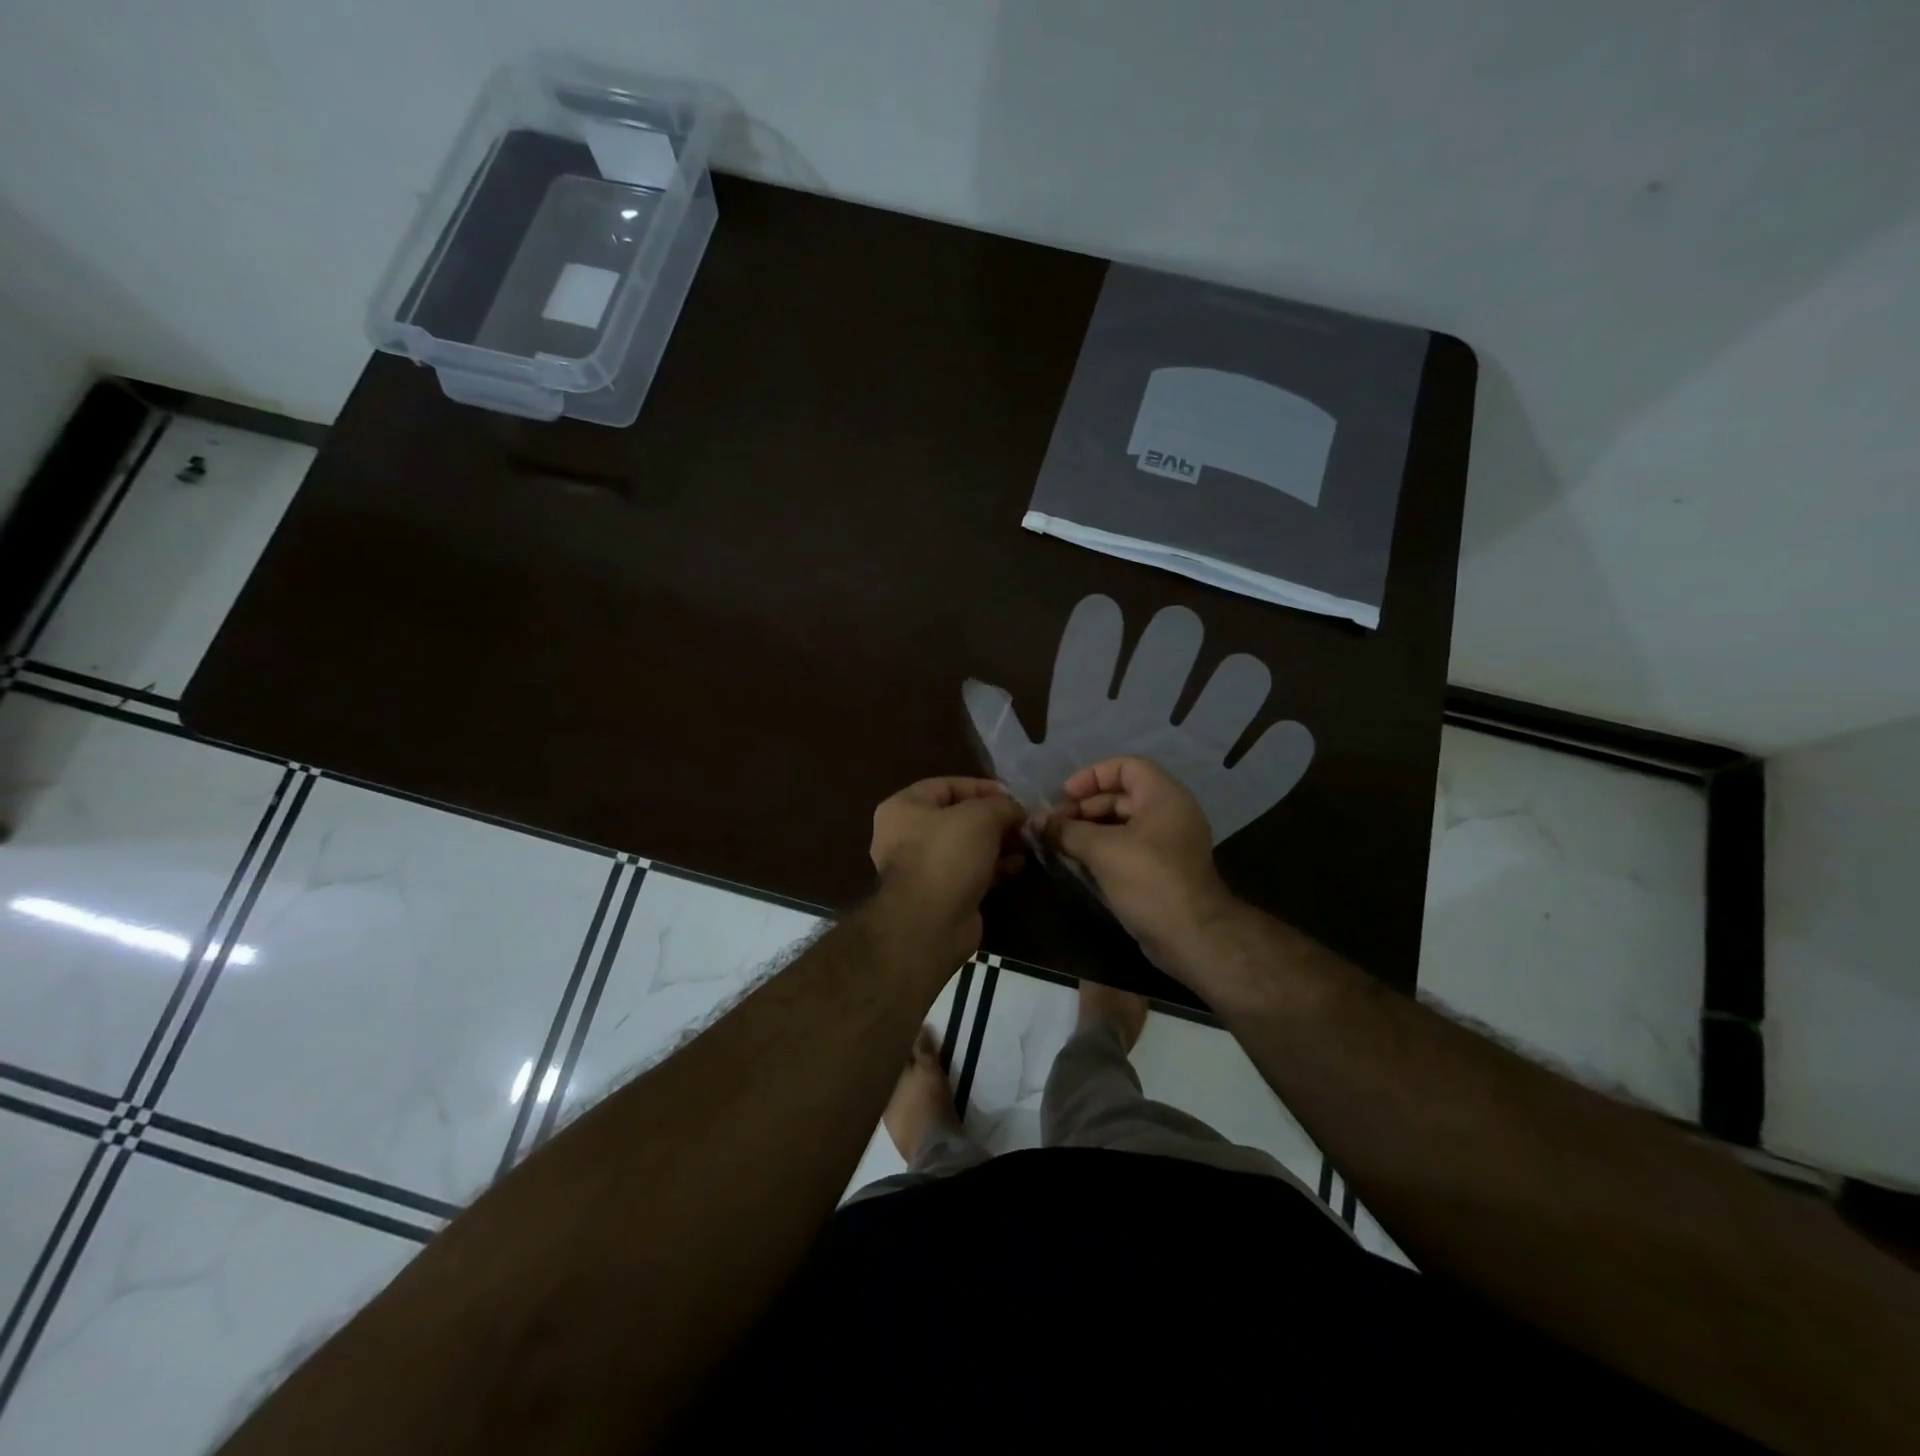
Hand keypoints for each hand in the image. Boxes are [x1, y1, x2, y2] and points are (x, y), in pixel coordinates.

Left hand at [871, 777, 1026, 958]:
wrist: (931, 923)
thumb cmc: (947, 855)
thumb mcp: (980, 817)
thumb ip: (1001, 805)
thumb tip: (1017, 809)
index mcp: (904, 808)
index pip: (946, 785)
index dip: (981, 787)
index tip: (1013, 795)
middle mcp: (907, 835)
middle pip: (958, 817)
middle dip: (994, 817)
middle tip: (1023, 820)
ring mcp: (924, 867)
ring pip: (966, 846)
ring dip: (998, 842)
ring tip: (1027, 841)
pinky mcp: (942, 893)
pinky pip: (971, 871)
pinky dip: (994, 866)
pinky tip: (1020, 864)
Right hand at [1040, 757, 1235, 976]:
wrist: (1191, 936)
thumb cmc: (1148, 879)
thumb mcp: (1102, 849)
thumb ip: (1066, 831)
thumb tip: (1034, 821)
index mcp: (1163, 796)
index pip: (1125, 766)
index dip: (1092, 776)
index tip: (1064, 796)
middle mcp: (1169, 813)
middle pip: (1121, 795)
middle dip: (1084, 806)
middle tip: (1053, 825)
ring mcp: (1167, 843)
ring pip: (1122, 824)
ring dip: (1088, 830)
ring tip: (1058, 843)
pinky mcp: (1161, 870)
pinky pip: (1127, 847)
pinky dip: (1102, 849)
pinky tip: (1075, 861)